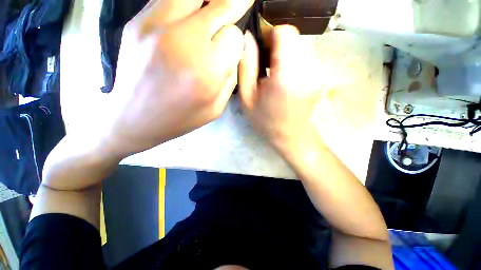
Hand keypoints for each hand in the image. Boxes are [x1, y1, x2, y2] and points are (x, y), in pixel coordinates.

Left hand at [96, 0, 253, 157]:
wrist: (134, 119)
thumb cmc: (181, 119)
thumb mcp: (216, 108)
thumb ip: (229, 79)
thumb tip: (233, 52)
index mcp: (206, 71)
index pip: (234, 37)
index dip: (236, 42)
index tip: (232, 49)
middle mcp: (183, 41)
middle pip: (220, 5)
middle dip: (234, 5)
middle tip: (241, 3)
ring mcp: (155, 25)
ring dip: (209, 1)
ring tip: (212, 10)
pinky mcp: (137, 21)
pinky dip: (186, 2)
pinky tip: (189, 15)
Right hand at [239, 26, 322, 159]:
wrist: (293, 137)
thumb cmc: (267, 122)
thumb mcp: (248, 98)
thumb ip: (246, 67)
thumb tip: (246, 39)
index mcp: (286, 76)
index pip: (285, 33)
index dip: (269, 34)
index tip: (260, 49)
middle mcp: (308, 70)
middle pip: (293, 38)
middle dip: (276, 45)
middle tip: (264, 65)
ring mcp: (318, 72)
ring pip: (299, 46)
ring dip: (284, 54)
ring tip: (273, 74)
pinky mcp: (320, 76)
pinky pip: (305, 57)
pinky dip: (292, 61)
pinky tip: (284, 79)